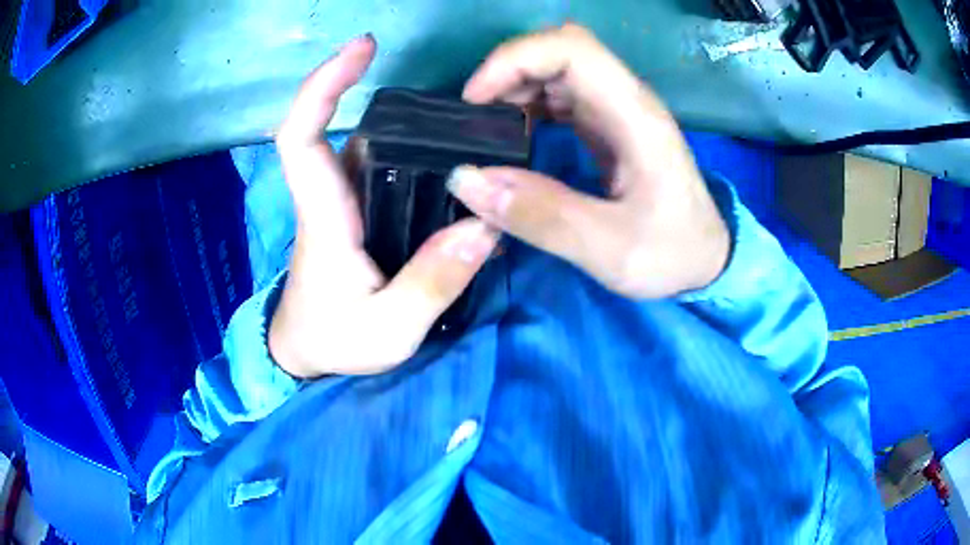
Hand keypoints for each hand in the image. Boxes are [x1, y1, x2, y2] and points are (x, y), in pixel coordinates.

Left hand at [269, 35, 498, 378]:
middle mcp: (330, 198)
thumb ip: (434, 281)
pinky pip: (381, 172)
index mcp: (325, 217)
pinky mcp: (355, 216)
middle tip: (443, 94)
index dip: (323, 86)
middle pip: (344, 129)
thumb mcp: (390, 328)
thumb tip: (484, 225)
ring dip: (403, 127)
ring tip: (461, 129)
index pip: (302, 136)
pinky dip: (410, 157)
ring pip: (368, 148)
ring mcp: (342, 205)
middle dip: (377, 93)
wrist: (306, 356)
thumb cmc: (336, 343)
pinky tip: (450, 168)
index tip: (361, 49)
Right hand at [448, 24, 729, 298]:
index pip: (571, 49)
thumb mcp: (609, 250)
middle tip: (476, 119)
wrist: (707, 261)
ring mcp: (619, 111)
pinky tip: (515, 137)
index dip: (515, 60)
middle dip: (509, 72)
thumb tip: (466, 178)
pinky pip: (562, 96)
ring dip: (516, 88)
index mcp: (635, 116)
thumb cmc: (672, 254)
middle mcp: (627, 100)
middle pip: (560, 50)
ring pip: (557, 69)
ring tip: (488, 131)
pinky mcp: (610, 126)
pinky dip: (529, 106)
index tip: (474, 101)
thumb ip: (541, 216)